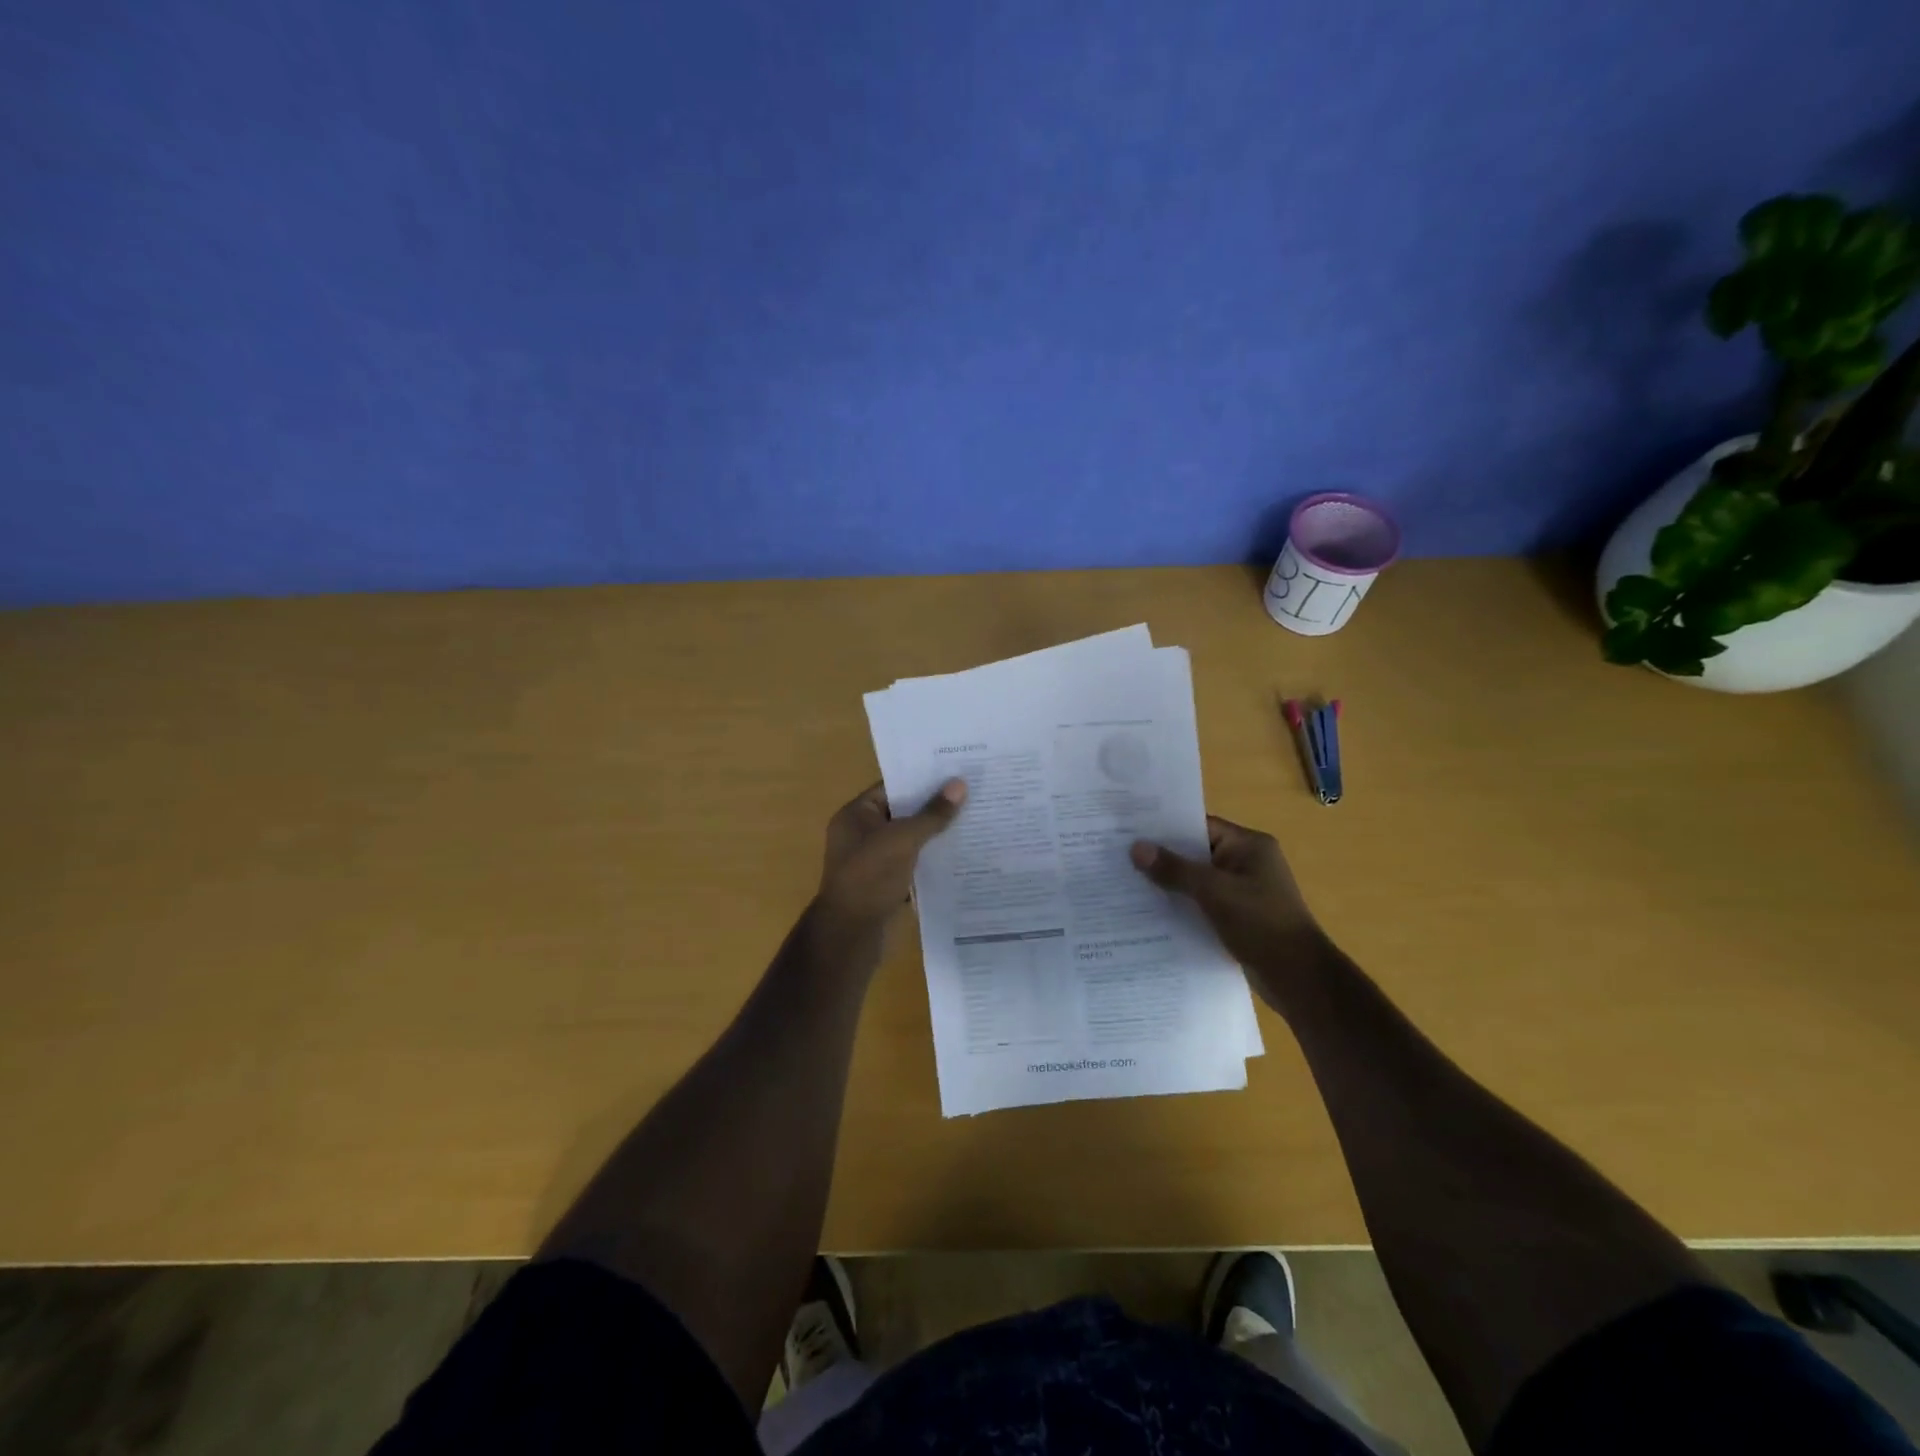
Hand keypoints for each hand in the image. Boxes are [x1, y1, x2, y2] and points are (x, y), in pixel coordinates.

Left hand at [816, 779, 966, 932]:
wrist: (851, 933)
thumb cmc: (870, 877)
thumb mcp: (903, 840)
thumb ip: (932, 813)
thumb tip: (960, 784)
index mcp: (856, 815)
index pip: (892, 787)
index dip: (922, 779)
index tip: (956, 772)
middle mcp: (862, 834)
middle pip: (903, 812)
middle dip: (934, 806)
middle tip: (973, 793)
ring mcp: (874, 860)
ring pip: (911, 839)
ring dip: (936, 834)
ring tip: (975, 819)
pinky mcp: (887, 883)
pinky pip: (914, 862)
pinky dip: (933, 859)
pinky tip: (963, 854)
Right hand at [1130, 816, 1324, 977]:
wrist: (1299, 978)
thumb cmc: (1260, 923)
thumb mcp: (1214, 891)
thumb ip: (1175, 869)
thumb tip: (1136, 847)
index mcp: (1249, 846)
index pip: (1200, 826)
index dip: (1165, 829)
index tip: (1130, 830)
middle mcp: (1247, 863)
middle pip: (1196, 853)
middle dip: (1163, 858)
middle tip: (1120, 856)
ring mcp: (1243, 891)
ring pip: (1198, 880)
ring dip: (1170, 884)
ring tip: (1127, 883)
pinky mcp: (1238, 917)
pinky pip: (1203, 903)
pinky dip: (1183, 905)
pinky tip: (1152, 912)